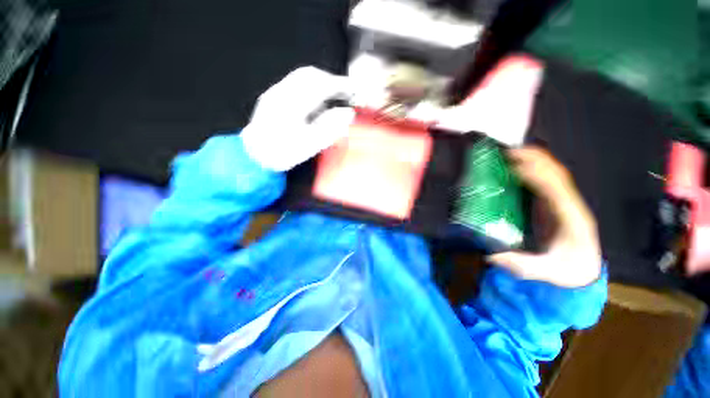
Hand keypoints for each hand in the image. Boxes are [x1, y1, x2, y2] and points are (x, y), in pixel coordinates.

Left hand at [241, 67, 355, 171]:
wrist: (255, 156)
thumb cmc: (284, 153)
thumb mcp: (311, 144)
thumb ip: (332, 127)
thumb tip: (348, 113)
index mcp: (294, 104)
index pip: (322, 85)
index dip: (341, 86)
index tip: (354, 92)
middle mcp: (283, 92)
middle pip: (311, 75)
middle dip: (331, 81)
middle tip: (345, 93)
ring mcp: (275, 92)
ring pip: (302, 77)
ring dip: (321, 82)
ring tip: (333, 96)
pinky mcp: (272, 95)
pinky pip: (295, 83)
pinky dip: (310, 87)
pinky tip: (316, 100)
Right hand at [487, 147, 601, 287]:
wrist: (583, 270)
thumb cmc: (568, 270)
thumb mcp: (547, 272)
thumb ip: (521, 265)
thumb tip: (491, 255)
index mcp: (571, 219)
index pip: (556, 191)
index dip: (537, 176)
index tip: (515, 167)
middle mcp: (570, 205)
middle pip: (557, 174)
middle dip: (535, 159)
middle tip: (508, 152)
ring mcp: (564, 202)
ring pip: (553, 173)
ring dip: (534, 159)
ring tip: (511, 153)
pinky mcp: (554, 203)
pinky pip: (546, 180)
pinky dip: (532, 169)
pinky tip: (516, 167)